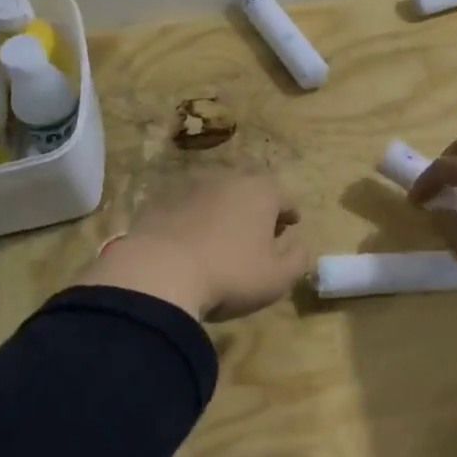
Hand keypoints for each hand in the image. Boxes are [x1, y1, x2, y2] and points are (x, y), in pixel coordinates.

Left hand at [76, 173, 311, 320]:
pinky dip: (191, 221)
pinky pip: (184, 210)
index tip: (291, 226)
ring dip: (222, 213)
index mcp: (261, 192)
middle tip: (258, 234)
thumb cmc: (230, 275)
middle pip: (249, 191)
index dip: (290, 213)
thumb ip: (298, 258)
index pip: (285, 196)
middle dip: (256, 210)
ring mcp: (189, 188)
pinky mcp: (158, 202)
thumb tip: (299, 243)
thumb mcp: (278, 277)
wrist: (158, 274)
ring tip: (221, 240)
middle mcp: (227, 179)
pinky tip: (188, 245)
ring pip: (215, 197)